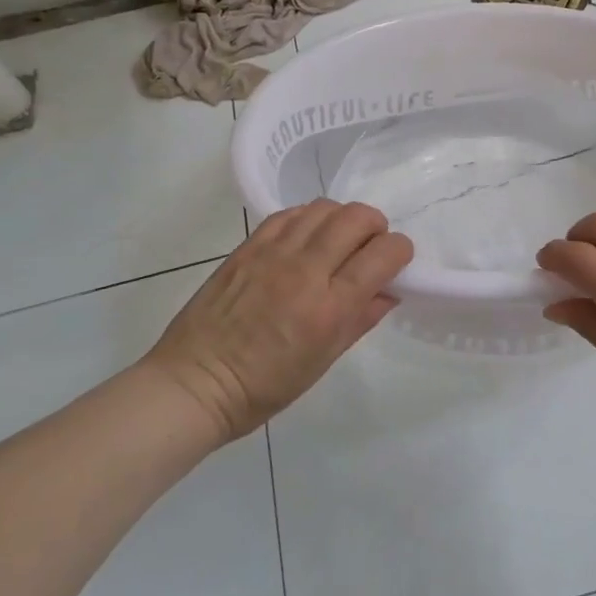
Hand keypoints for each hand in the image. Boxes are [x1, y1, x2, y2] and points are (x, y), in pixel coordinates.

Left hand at [144, 200, 412, 444]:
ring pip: (324, 208)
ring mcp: (273, 254)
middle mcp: (305, 272)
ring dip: (342, 219)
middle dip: (375, 227)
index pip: (383, 254)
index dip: (400, 251)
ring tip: (338, 241)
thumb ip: (360, 319)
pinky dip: (308, 218)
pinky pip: (289, 214)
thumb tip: (389, 291)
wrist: (195, 383)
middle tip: (369, 247)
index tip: (396, 262)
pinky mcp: (247, 247)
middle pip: (356, 218)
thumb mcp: (324, 361)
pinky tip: (306, 238)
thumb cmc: (265, 387)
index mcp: (330, 309)